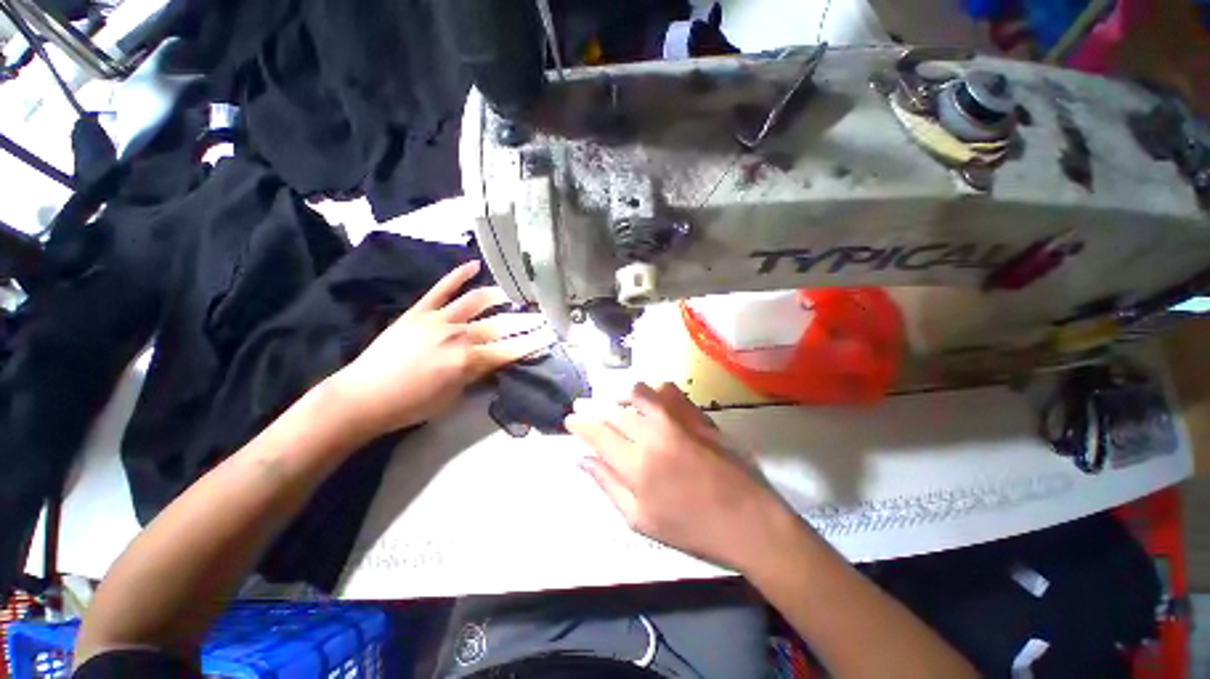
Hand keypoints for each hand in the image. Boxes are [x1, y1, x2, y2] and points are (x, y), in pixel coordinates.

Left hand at [328, 261, 554, 437]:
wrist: (363, 397)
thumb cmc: (411, 405)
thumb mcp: (454, 398)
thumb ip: (477, 376)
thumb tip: (495, 364)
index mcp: (469, 361)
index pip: (511, 349)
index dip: (533, 343)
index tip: (550, 335)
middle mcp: (459, 335)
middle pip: (501, 325)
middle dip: (526, 321)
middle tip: (543, 315)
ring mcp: (439, 319)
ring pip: (476, 302)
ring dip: (499, 297)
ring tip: (514, 295)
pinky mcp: (419, 311)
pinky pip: (442, 289)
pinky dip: (458, 275)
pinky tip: (473, 264)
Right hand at [565, 382, 794, 573]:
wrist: (747, 520)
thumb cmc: (691, 528)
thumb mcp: (641, 520)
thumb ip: (608, 485)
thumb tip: (582, 460)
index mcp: (636, 465)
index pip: (598, 434)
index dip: (580, 424)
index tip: (570, 419)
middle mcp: (653, 434)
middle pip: (613, 411)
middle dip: (592, 406)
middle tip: (581, 404)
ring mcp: (677, 420)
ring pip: (638, 392)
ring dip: (620, 395)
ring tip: (613, 401)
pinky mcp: (697, 415)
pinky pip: (669, 390)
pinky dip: (654, 390)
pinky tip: (650, 399)